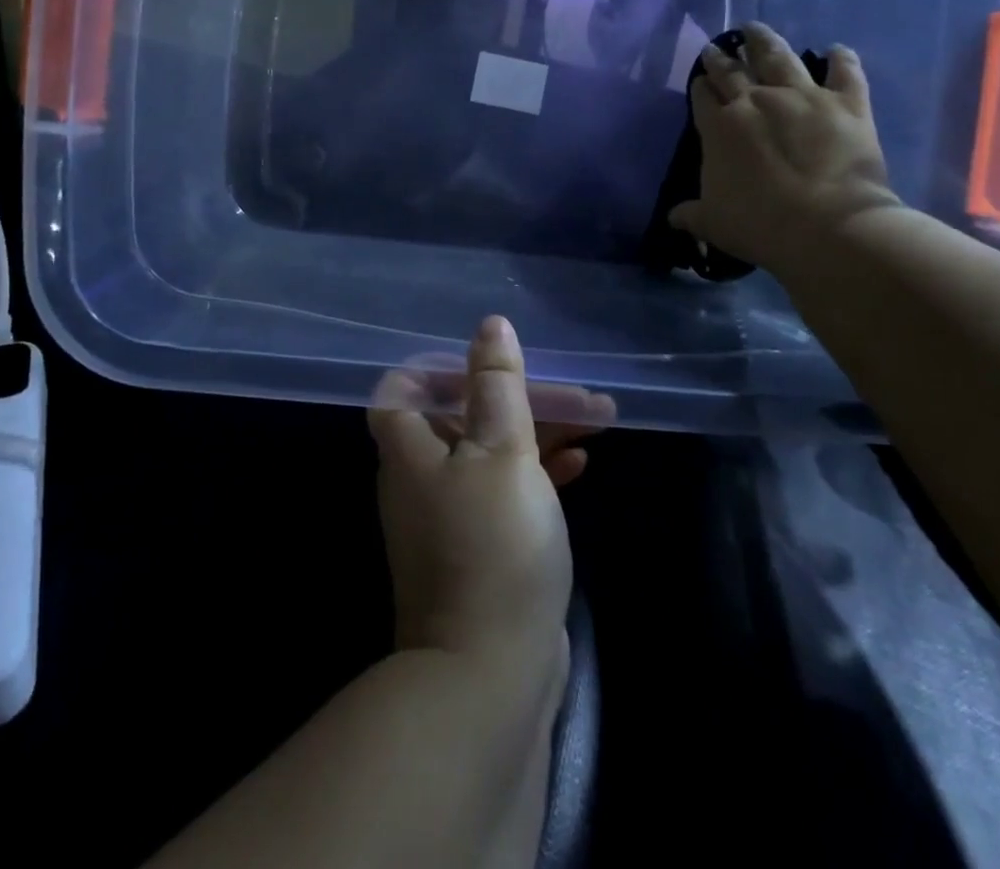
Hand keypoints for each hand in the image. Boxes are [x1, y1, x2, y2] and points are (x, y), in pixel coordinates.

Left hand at [367, 317, 611, 670]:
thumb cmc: (493, 545)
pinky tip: (580, 465)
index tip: (490, 362)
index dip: (440, 366)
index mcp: (410, 449)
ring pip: (491, 453)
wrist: (490, 675)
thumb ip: (497, 385)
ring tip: (596, 419)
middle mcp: (421, 478)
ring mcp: (449, 518)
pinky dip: (537, 473)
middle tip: (576, 391)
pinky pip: (505, 493)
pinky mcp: (480, 550)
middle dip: (518, 397)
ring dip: (538, 432)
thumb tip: (490, 325)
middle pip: (462, 416)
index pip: (403, 388)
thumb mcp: (501, 451)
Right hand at [668, 22, 900, 281]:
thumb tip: (674, 217)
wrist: (826, 226)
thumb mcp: (713, 223)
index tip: (699, 80)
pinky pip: (845, 72)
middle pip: (733, 71)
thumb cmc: (759, 224)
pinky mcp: (847, 103)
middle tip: (716, 48)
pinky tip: (836, 49)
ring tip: (755, 29)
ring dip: (764, 41)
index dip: (700, 87)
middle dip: (721, 58)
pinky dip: (842, 59)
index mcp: (719, 128)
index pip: (703, 98)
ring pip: (779, 57)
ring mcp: (803, 97)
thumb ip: (691, 214)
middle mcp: (756, 101)